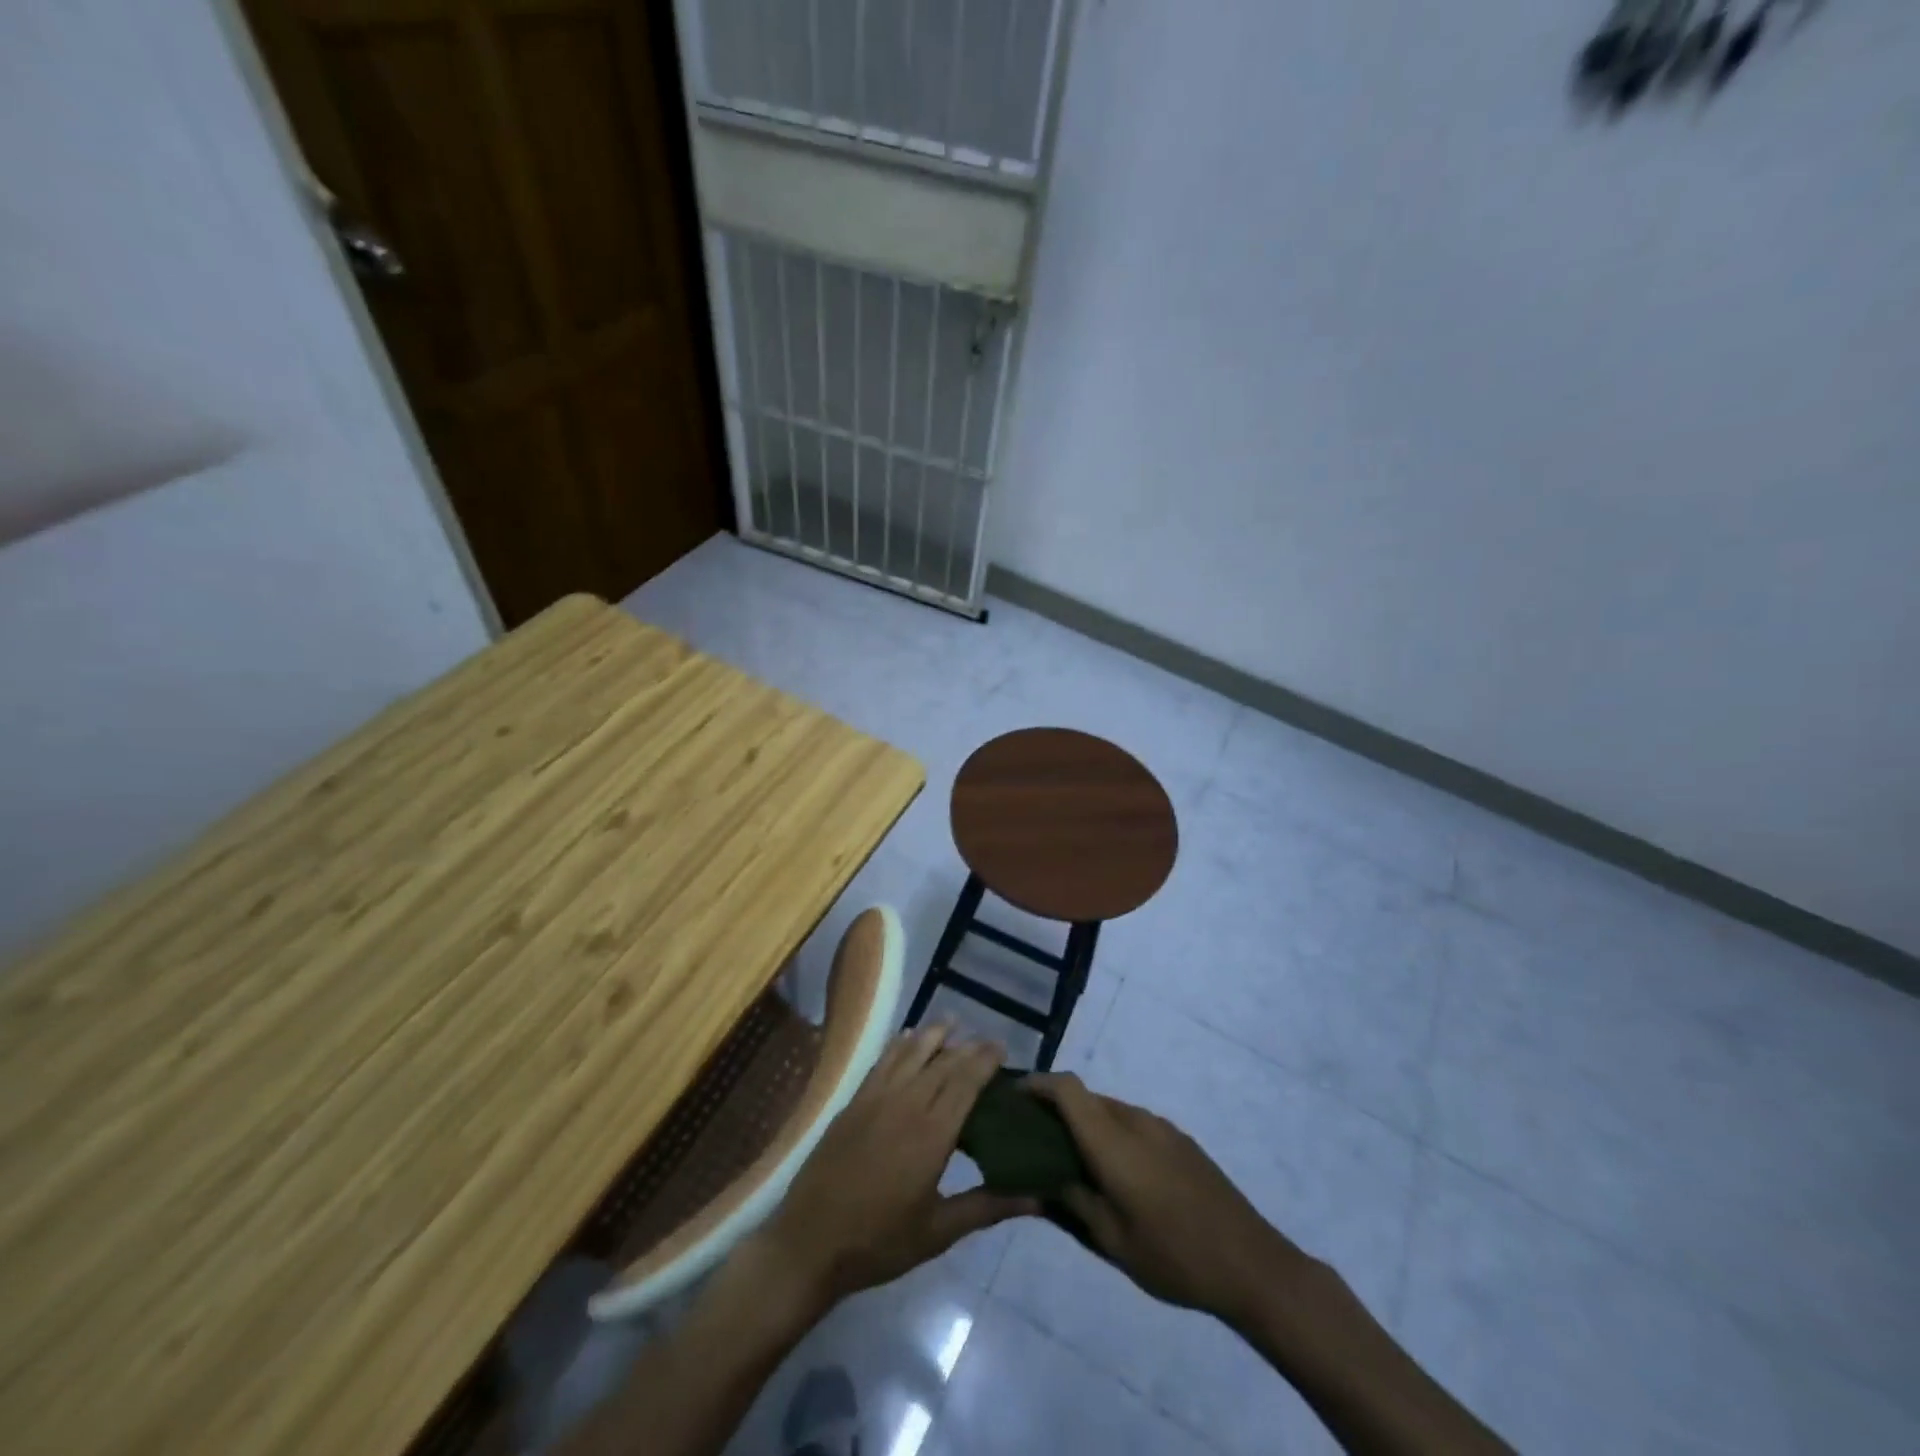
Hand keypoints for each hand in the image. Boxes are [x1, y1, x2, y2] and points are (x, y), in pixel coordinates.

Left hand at [758, 1026, 1038, 1304]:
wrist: (809, 1242)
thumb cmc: (879, 1242)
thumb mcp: (938, 1232)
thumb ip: (987, 1207)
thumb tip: (1038, 1198)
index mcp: (932, 1134)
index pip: (966, 1083)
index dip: (985, 1061)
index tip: (1002, 1048)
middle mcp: (906, 1104)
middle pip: (943, 1063)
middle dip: (967, 1047)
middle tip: (986, 1041)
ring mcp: (876, 1098)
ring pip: (911, 1053)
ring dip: (934, 1035)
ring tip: (952, 1022)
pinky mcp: (854, 1102)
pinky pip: (882, 1061)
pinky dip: (899, 1044)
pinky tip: (907, 1037)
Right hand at [1028, 1073, 1309, 1325]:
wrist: (1252, 1264)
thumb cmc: (1174, 1256)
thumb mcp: (1113, 1240)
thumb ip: (1073, 1202)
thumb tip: (1039, 1180)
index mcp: (1114, 1141)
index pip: (1068, 1089)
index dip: (1039, 1084)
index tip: (1014, 1097)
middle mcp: (1136, 1121)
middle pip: (1087, 1097)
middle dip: (1057, 1107)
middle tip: (1035, 1135)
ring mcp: (1162, 1127)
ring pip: (1110, 1109)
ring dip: (1086, 1121)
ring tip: (1071, 1155)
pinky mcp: (1180, 1140)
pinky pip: (1133, 1122)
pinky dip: (1112, 1131)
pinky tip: (1113, 1168)